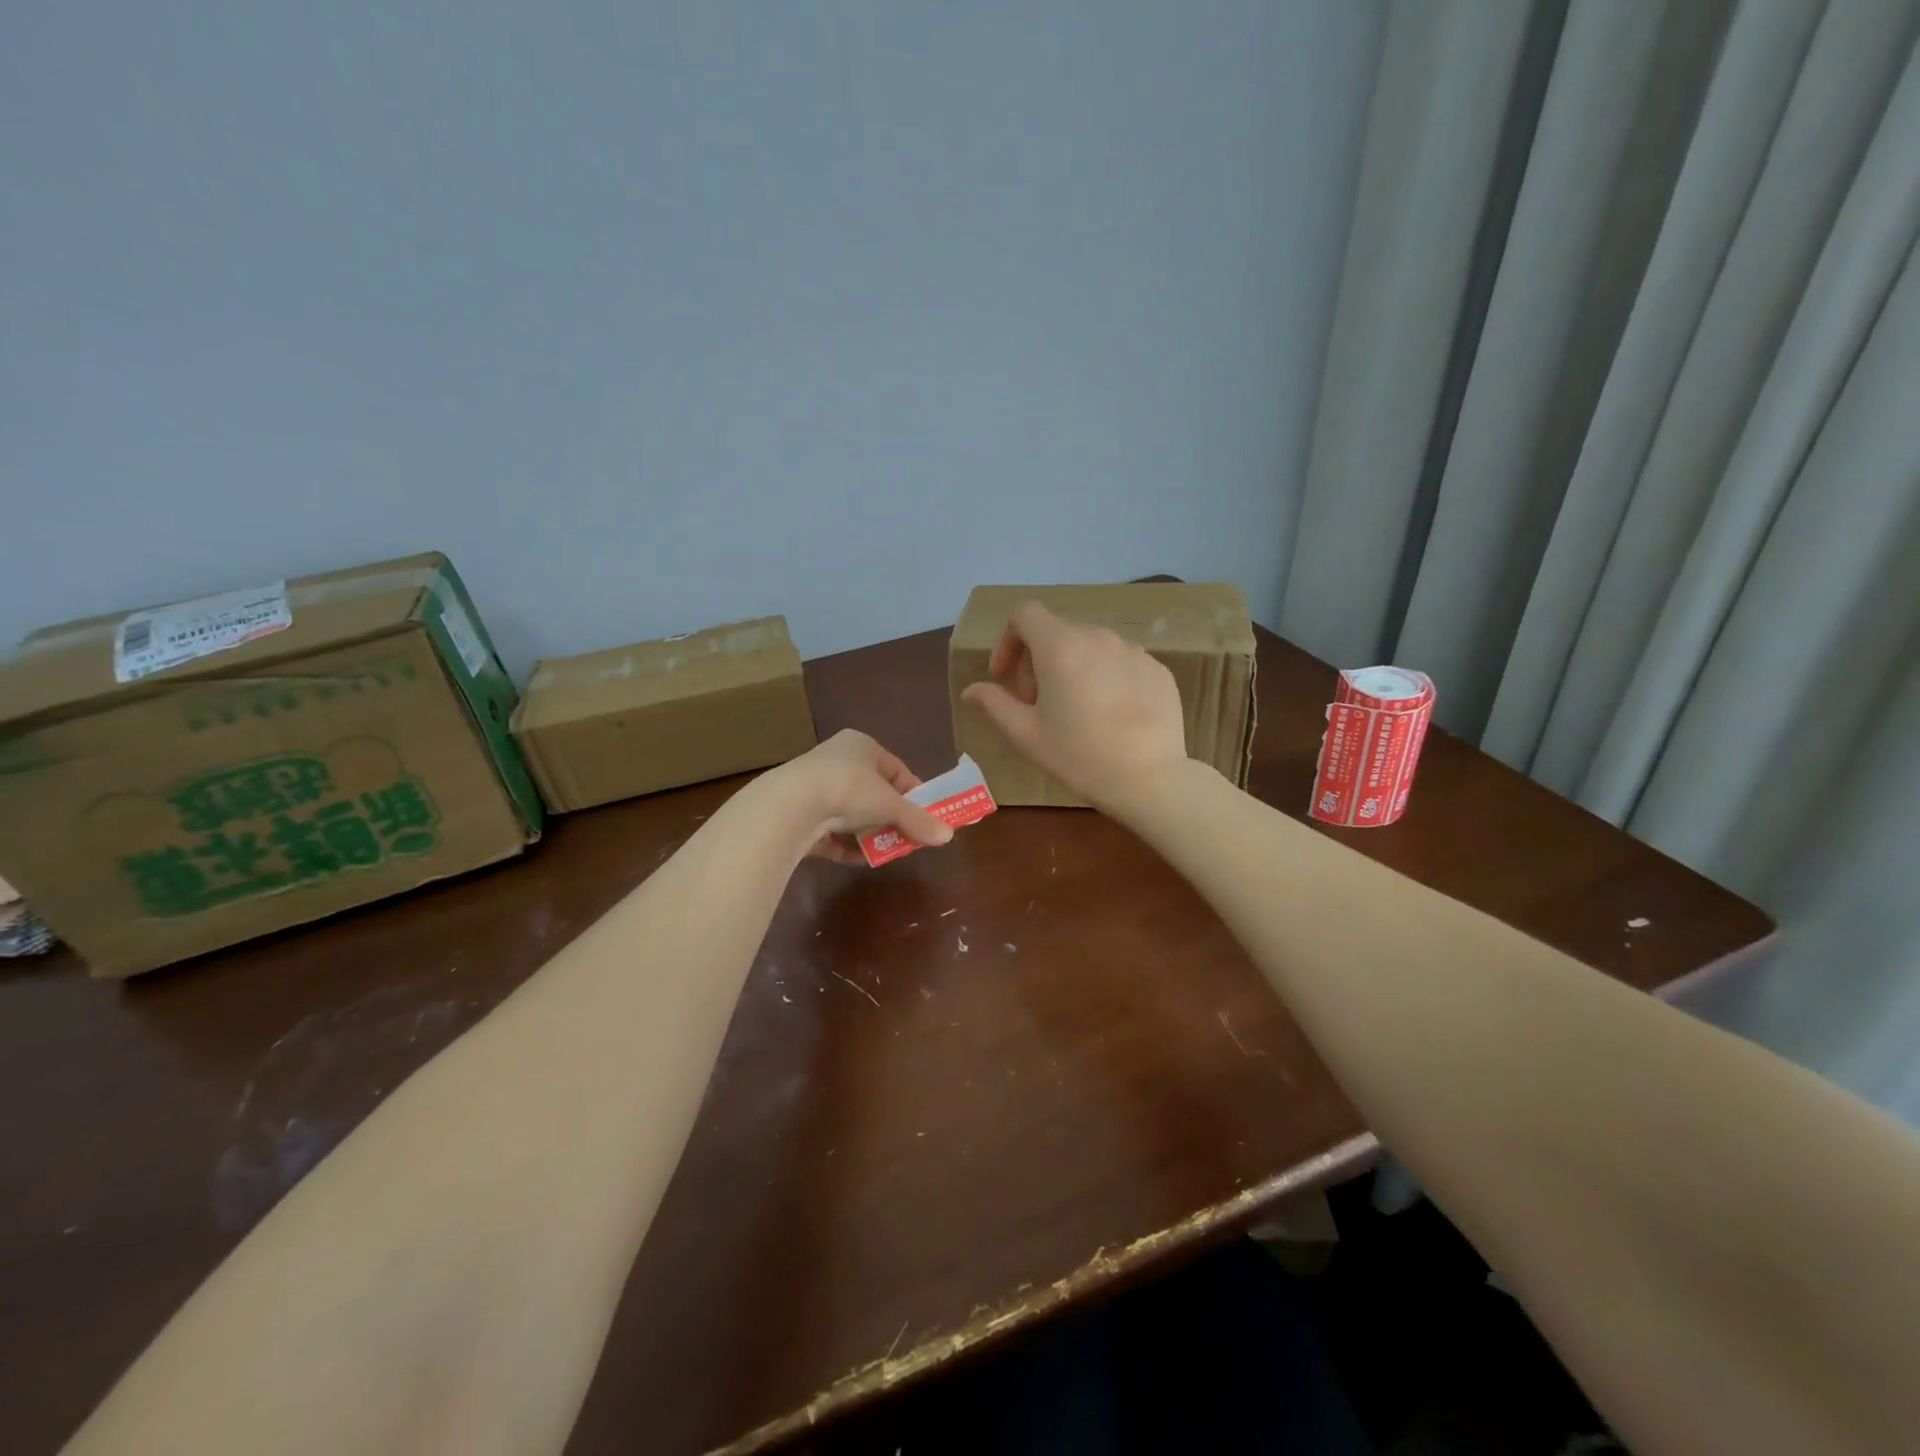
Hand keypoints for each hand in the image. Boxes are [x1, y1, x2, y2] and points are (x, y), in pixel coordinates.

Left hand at [763, 729, 953, 865]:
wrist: (791, 806)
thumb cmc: (849, 789)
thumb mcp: (891, 804)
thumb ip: (918, 820)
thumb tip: (948, 836)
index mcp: (860, 745)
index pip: (895, 769)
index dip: (913, 794)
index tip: (926, 816)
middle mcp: (836, 761)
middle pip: (873, 794)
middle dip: (891, 818)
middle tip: (909, 838)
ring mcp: (815, 789)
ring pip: (852, 815)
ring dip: (870, 834)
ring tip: (887, 852)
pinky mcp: (800, 816)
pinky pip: (831, 833)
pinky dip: (847, 846)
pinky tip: (862, 860)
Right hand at [960, 602, 1188, 806]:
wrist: (1149, 778)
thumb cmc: (1078, 756)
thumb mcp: (1026, 734)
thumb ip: (995, 704)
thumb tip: (971, 691)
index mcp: (1061, 646)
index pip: (1025, 614)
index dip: (1007, 640)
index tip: (1005, 676)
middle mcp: (1098, 637)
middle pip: (1057, 632)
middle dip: (1038, 661)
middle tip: (1037, 704)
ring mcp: (1134, 651)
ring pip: (1091, 647)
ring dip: (1073, 668)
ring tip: (1076, 710)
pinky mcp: (1158, 670)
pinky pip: (1122, 662)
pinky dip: (1106, 678)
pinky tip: (1110, 716)